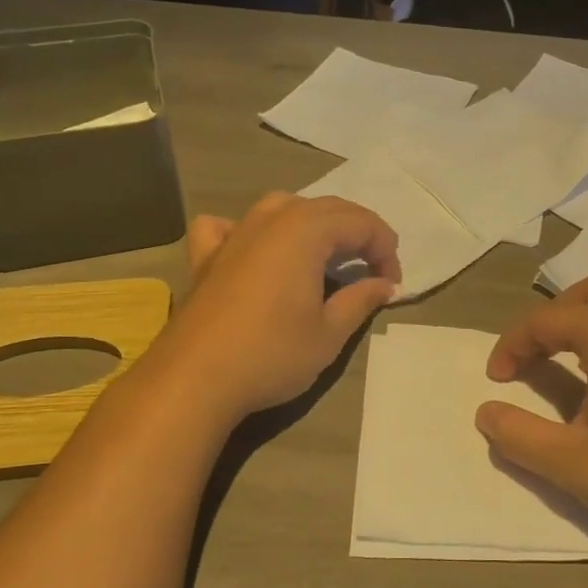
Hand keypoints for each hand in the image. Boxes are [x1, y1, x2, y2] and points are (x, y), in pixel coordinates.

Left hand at [147, 192, 399, 422]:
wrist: (195, 379)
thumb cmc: (272, 354)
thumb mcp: (330, 333)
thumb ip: (361, 300)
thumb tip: (385, 285)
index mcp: (306, 231)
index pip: (361, 223)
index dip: (385, 250)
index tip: (392, 285)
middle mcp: (270, 219)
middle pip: (326, 209)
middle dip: (357, 234)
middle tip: (372, 271)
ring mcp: (234, 234)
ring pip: (281, 207)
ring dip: (311, 223)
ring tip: (324, 254)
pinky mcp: (205, 257)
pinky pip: (229, 226)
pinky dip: (248, 230)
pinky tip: (251, 248)